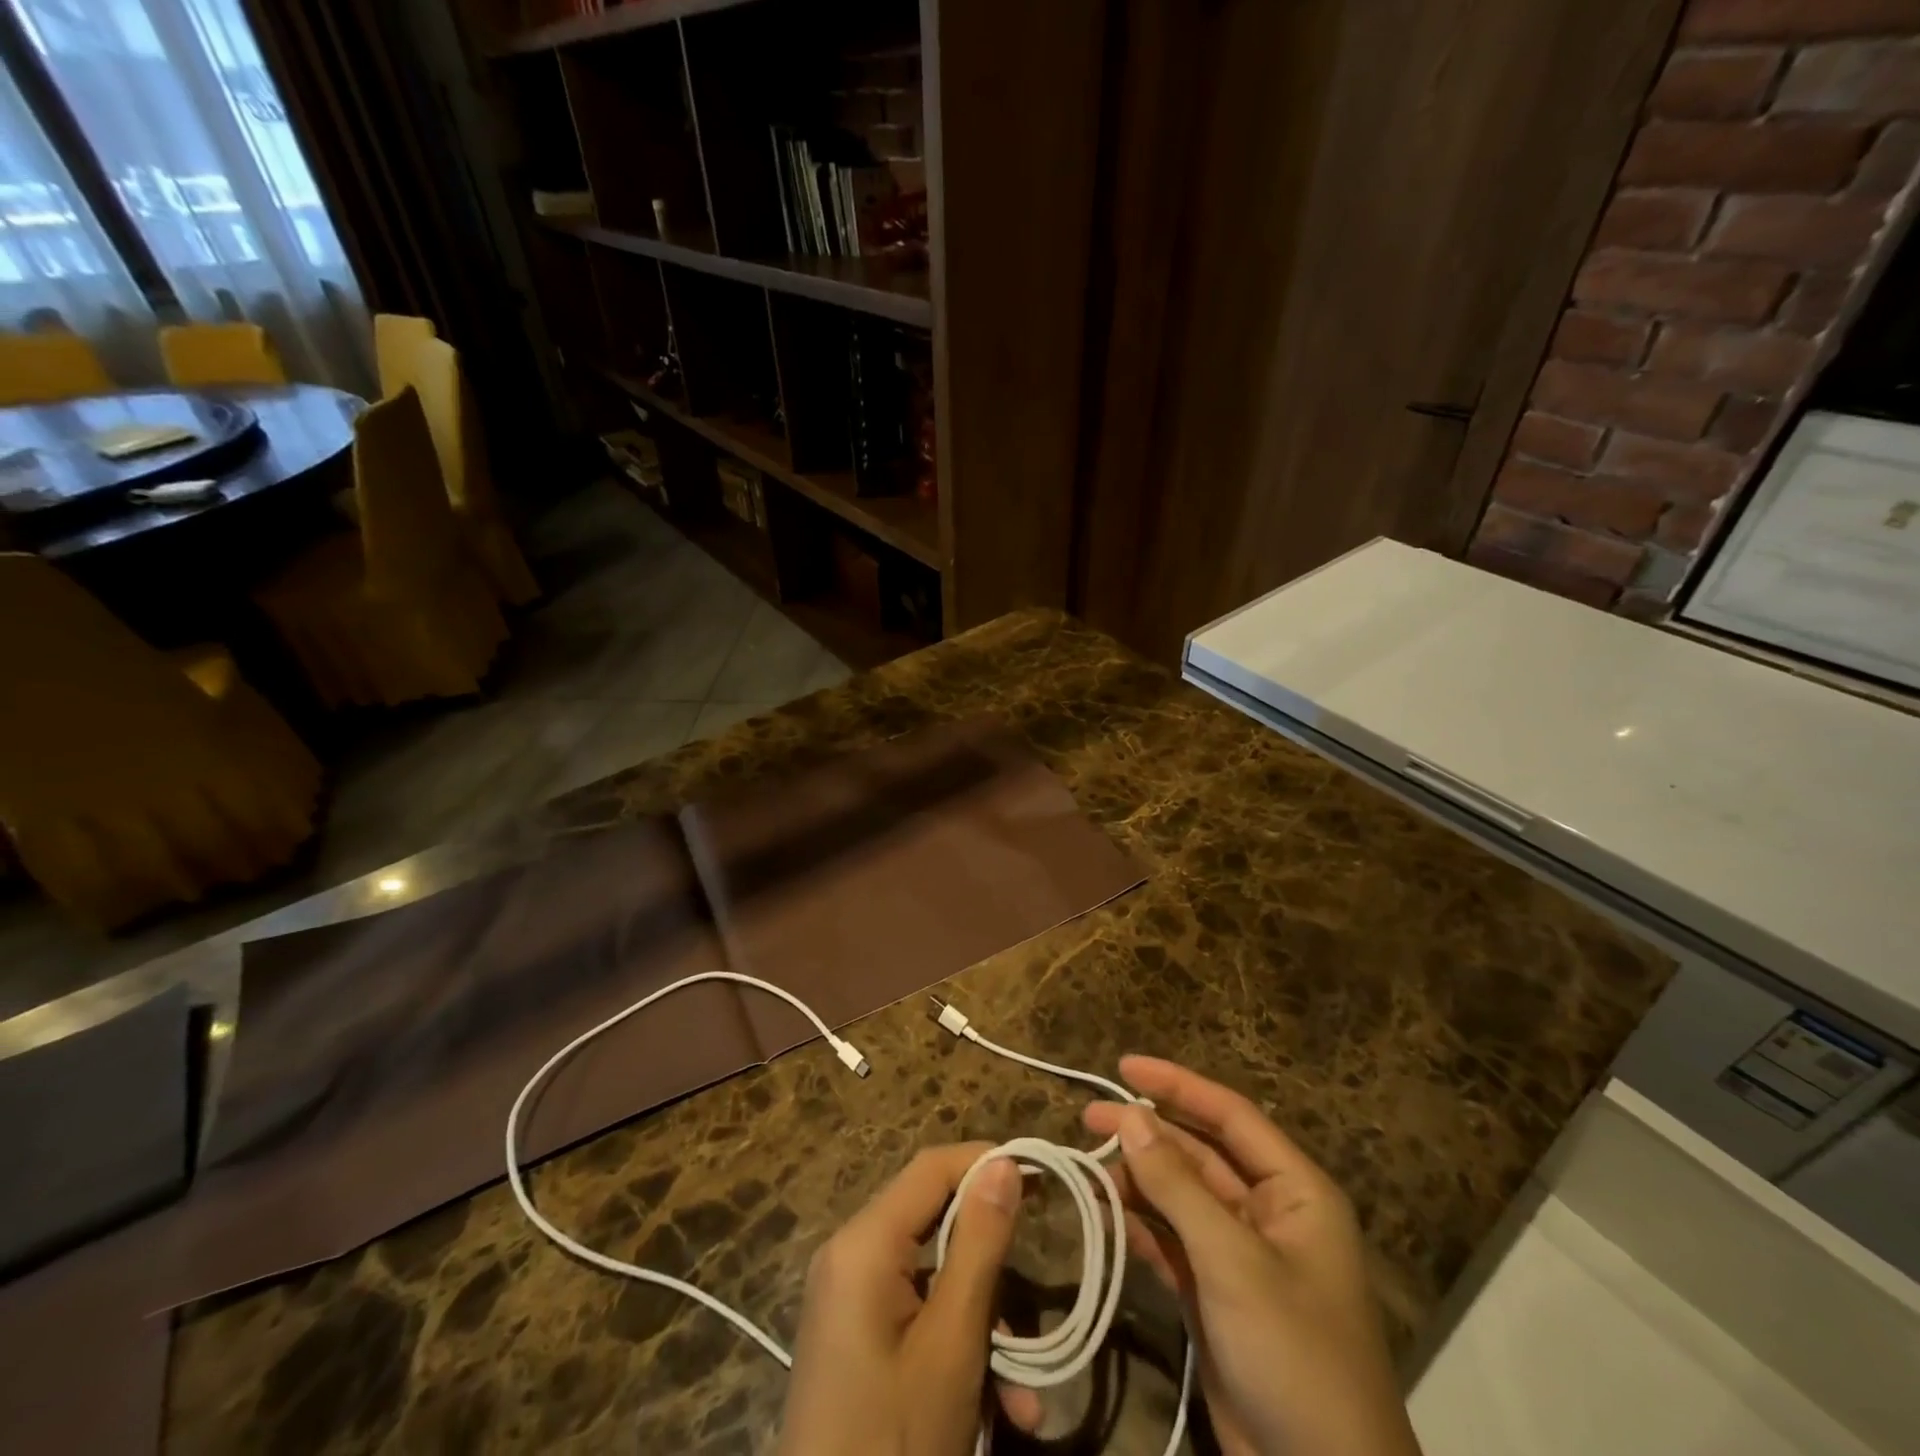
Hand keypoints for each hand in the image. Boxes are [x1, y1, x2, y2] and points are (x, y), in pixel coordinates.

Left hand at [778, 1144, 1041, 1455]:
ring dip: (986, 1322)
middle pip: (935, 1222)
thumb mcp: (951, 1346)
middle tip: (1041, 1284)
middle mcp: (850, 1255)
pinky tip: (1000, 1408)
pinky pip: (918, 1314)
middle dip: (992, 1260)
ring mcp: (850, 1298)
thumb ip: (979, 1245)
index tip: (1042, 1175)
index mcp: (863, 1243)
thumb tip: (1005, 1163)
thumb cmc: (894, 1439)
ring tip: (1026, 1395)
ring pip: (935, 1277)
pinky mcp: (856, 1337)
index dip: (987, 1162)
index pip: (932, 1167)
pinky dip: (959, 1345)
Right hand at [1085, 1058, 1421, 1455]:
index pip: (1229, 1115)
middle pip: (1198, 1153)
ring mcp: (1240, 1255)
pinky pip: (1171, 1240)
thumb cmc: (1294, 1355)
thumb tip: (1129, 1116)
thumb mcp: (1233, 1262)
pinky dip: (1138, 1225)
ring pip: (1179, 1196)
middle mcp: (1268, 1212)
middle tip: (1087, 1120)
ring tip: (1087, 1171)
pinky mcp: (1215, 1294)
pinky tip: (1103, 1213)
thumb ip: (1177, 1186)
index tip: (1122, 1067)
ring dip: (1136, 1181)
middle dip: (1146, 1134)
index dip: (1176, 1085)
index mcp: (1294, 1191)